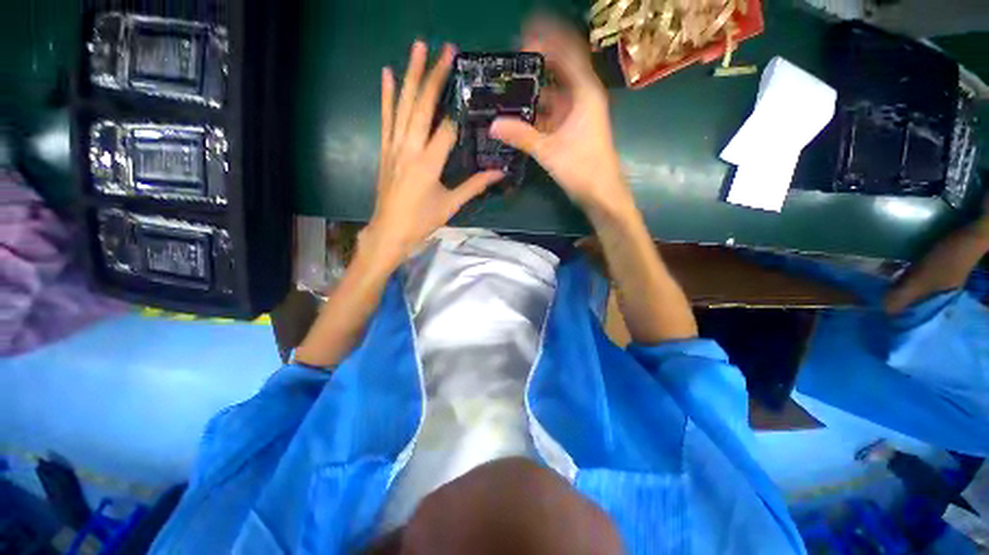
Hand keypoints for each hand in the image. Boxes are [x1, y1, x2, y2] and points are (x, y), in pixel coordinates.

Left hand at [363, 42, 503, 266]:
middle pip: (423, 107)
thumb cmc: (422, 221)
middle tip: (446, 49)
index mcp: (429, 163)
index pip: (447, 129)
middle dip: (435, 76)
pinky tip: (388, 74)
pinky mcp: (385, 149)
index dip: (460, 110)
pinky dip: (387, 96)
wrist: (389, 232)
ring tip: (418, 47)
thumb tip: (498, 173)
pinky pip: (386, 118)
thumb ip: (474, 186)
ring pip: (403, 106)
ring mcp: (394, 146)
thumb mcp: (451, 205)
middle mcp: (410, 148)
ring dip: (411, 75)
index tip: (472, 91)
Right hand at [490, 18, 629, 214]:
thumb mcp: (548, 151)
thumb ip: (521, 136)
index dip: (547, 39)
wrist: (601, 193)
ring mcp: (579, 113)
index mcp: (584, 93)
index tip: (523, 34)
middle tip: (513, 55)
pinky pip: (555, 111)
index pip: (567, 53)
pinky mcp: (574, 128)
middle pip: (561, 69)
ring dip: (537, 88)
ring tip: (513, 83)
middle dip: (540, 60)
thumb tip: (493, 125)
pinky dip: (540, 109)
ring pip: (556, 92)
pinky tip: (523, 110)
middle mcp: (584, 97)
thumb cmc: (582, 168)